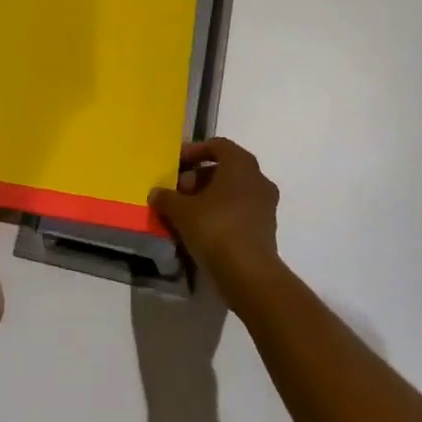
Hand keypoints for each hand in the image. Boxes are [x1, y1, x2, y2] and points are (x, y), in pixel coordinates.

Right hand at [148, 138, 280, 296]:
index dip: (194, 152)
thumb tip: (156, 192)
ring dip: (209, 197)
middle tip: (178, 191)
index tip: (176, 165)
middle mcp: (258, 178)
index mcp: (241, 164)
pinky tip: (201, 230)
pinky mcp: (266, 229)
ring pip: (232, 192)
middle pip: (225, 169)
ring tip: (185, 213)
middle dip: (199, 178)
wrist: (250, 276)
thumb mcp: (182, 211)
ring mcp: (265, 205)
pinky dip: (221, 214)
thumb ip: (167, 197)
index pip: (217, 146)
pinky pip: (239, 211)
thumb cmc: (216, 229)